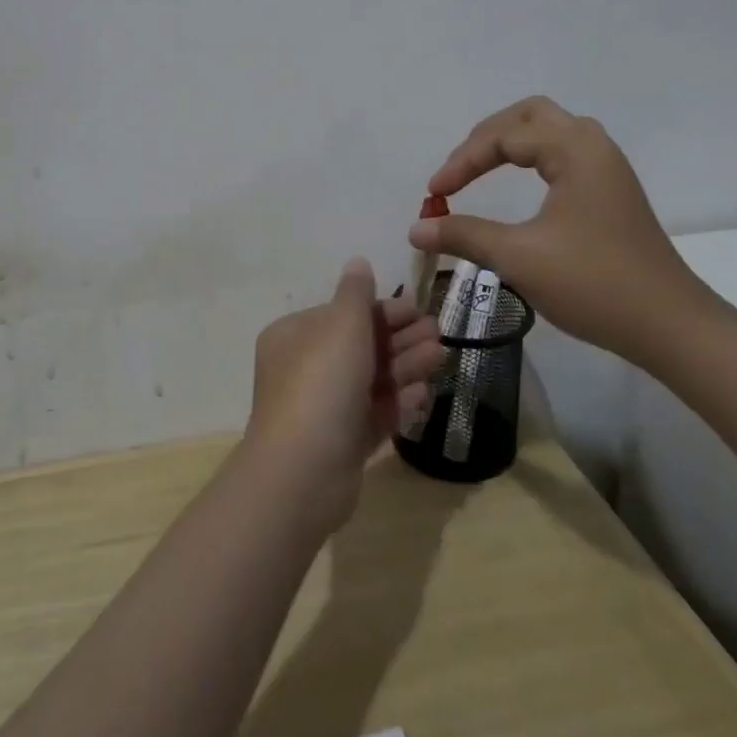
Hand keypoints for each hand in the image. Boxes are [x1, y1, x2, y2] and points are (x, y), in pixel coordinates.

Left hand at [243, 258, 442, 529]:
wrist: (302, 473)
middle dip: (401, 339)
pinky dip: (396, 403)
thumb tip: (358, 262)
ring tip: (441, 357)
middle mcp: (305, 369)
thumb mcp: (342, 326)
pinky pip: (372, 415)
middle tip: (439, 333)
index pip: (343, 315)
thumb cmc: (321, 384)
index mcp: (295, 336)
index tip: (419, 307)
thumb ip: (356, 295)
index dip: (382, 310)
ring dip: (405, 366)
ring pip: (370, 381)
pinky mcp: (340, 444)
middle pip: (360, 347)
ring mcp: (322, 409)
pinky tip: (423, 395)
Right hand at [408, 96, 724, 364]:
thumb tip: (416, 228)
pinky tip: (522, 183)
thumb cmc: (594, 283)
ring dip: (512, 142)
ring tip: (481, 167)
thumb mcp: (519, 257)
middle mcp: (594, 146)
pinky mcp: (612, 192)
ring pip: (551, 130)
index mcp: (575, 149)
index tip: (434, 194)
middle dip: (487, 137)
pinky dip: (533, 158)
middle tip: (459, 169)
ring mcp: (608, 168)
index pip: (505, 136)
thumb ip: (464, 235)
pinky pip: (565, 153)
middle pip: (531, 115)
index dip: (463, 161)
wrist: (669, 326)